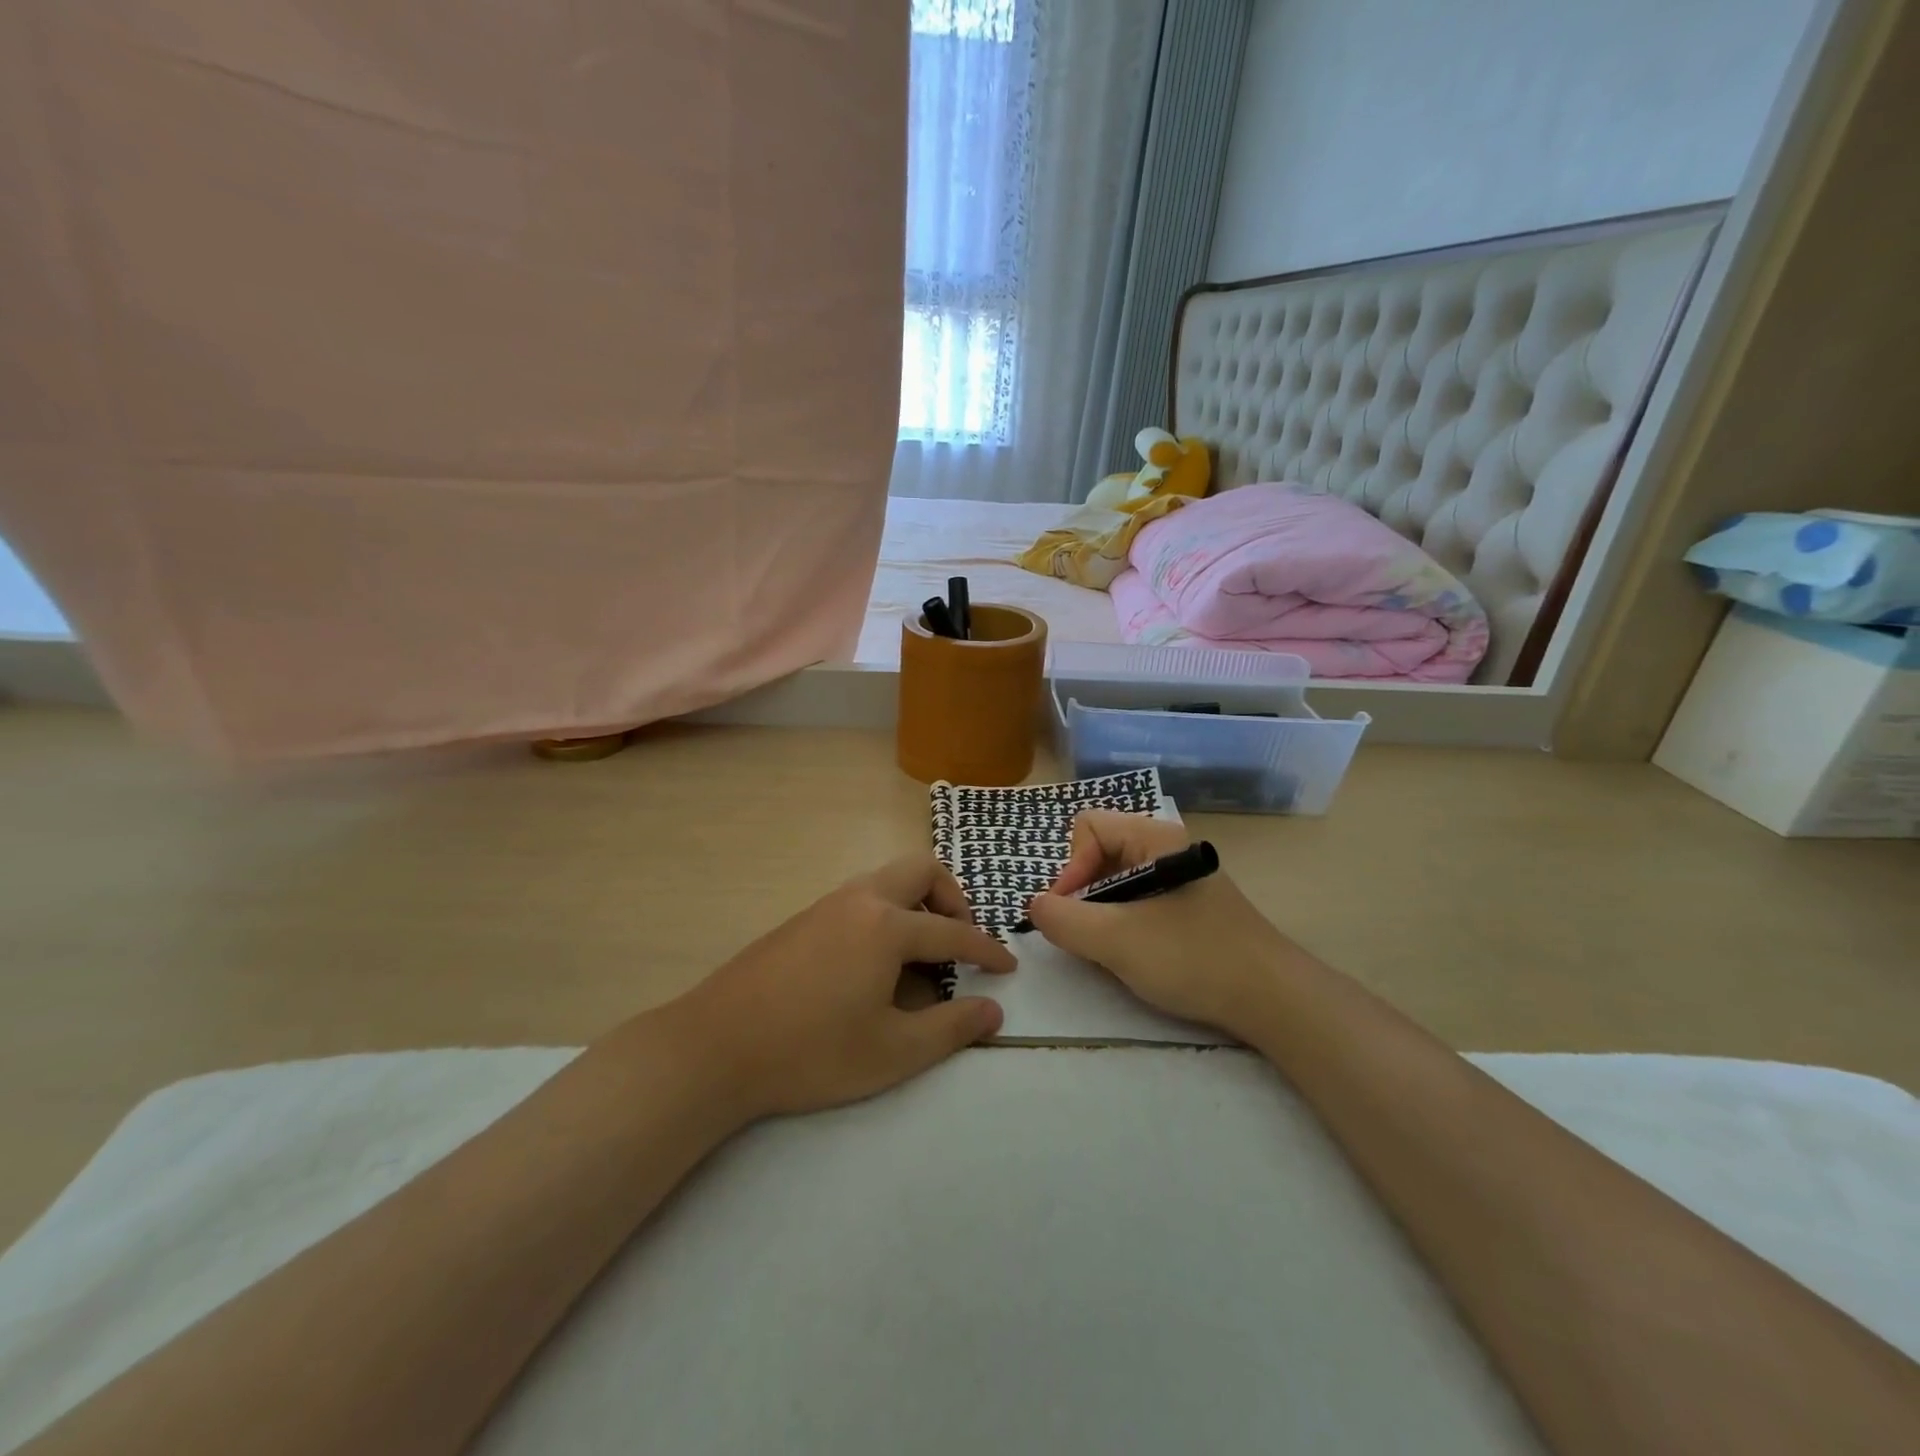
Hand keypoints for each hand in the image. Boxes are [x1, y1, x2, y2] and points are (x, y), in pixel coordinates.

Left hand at [670, 854, 1015, 1118]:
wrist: (715, 1047)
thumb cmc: (811, 1052)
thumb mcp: (892, 1052)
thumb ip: (950, 1029)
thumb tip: (992, 1011)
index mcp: (887, 926)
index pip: (953, 932)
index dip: (987, 950)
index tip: (1008, 966)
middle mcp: (860, 900)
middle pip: (921, 870)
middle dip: (952, 899)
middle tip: (958, 942)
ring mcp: (826, 904)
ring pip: (887, 879)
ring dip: (916, 903)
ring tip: (920, 955)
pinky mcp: (802, 918)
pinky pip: (860, 897)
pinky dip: (885, 913)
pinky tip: (873, 963)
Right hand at [1024, 811, 1291, 1036]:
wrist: (1273, 999)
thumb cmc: (1193, 958)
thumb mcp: (1116, 940)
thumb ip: (1064, 919)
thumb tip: (1035, 906)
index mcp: (1154, 838)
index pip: (1088, 827)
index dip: (1069, 867)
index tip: (1069, 912)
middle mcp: (1166, 847)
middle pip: (1100, 851)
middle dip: (1082, 892)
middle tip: (1086, 934)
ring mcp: (1180, 877)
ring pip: (1117, 880)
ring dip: (1101, 912)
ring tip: (1109, 949)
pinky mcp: (1188, 906)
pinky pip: (1138, 900)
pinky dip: (1123, 923)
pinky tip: (1134, 955)